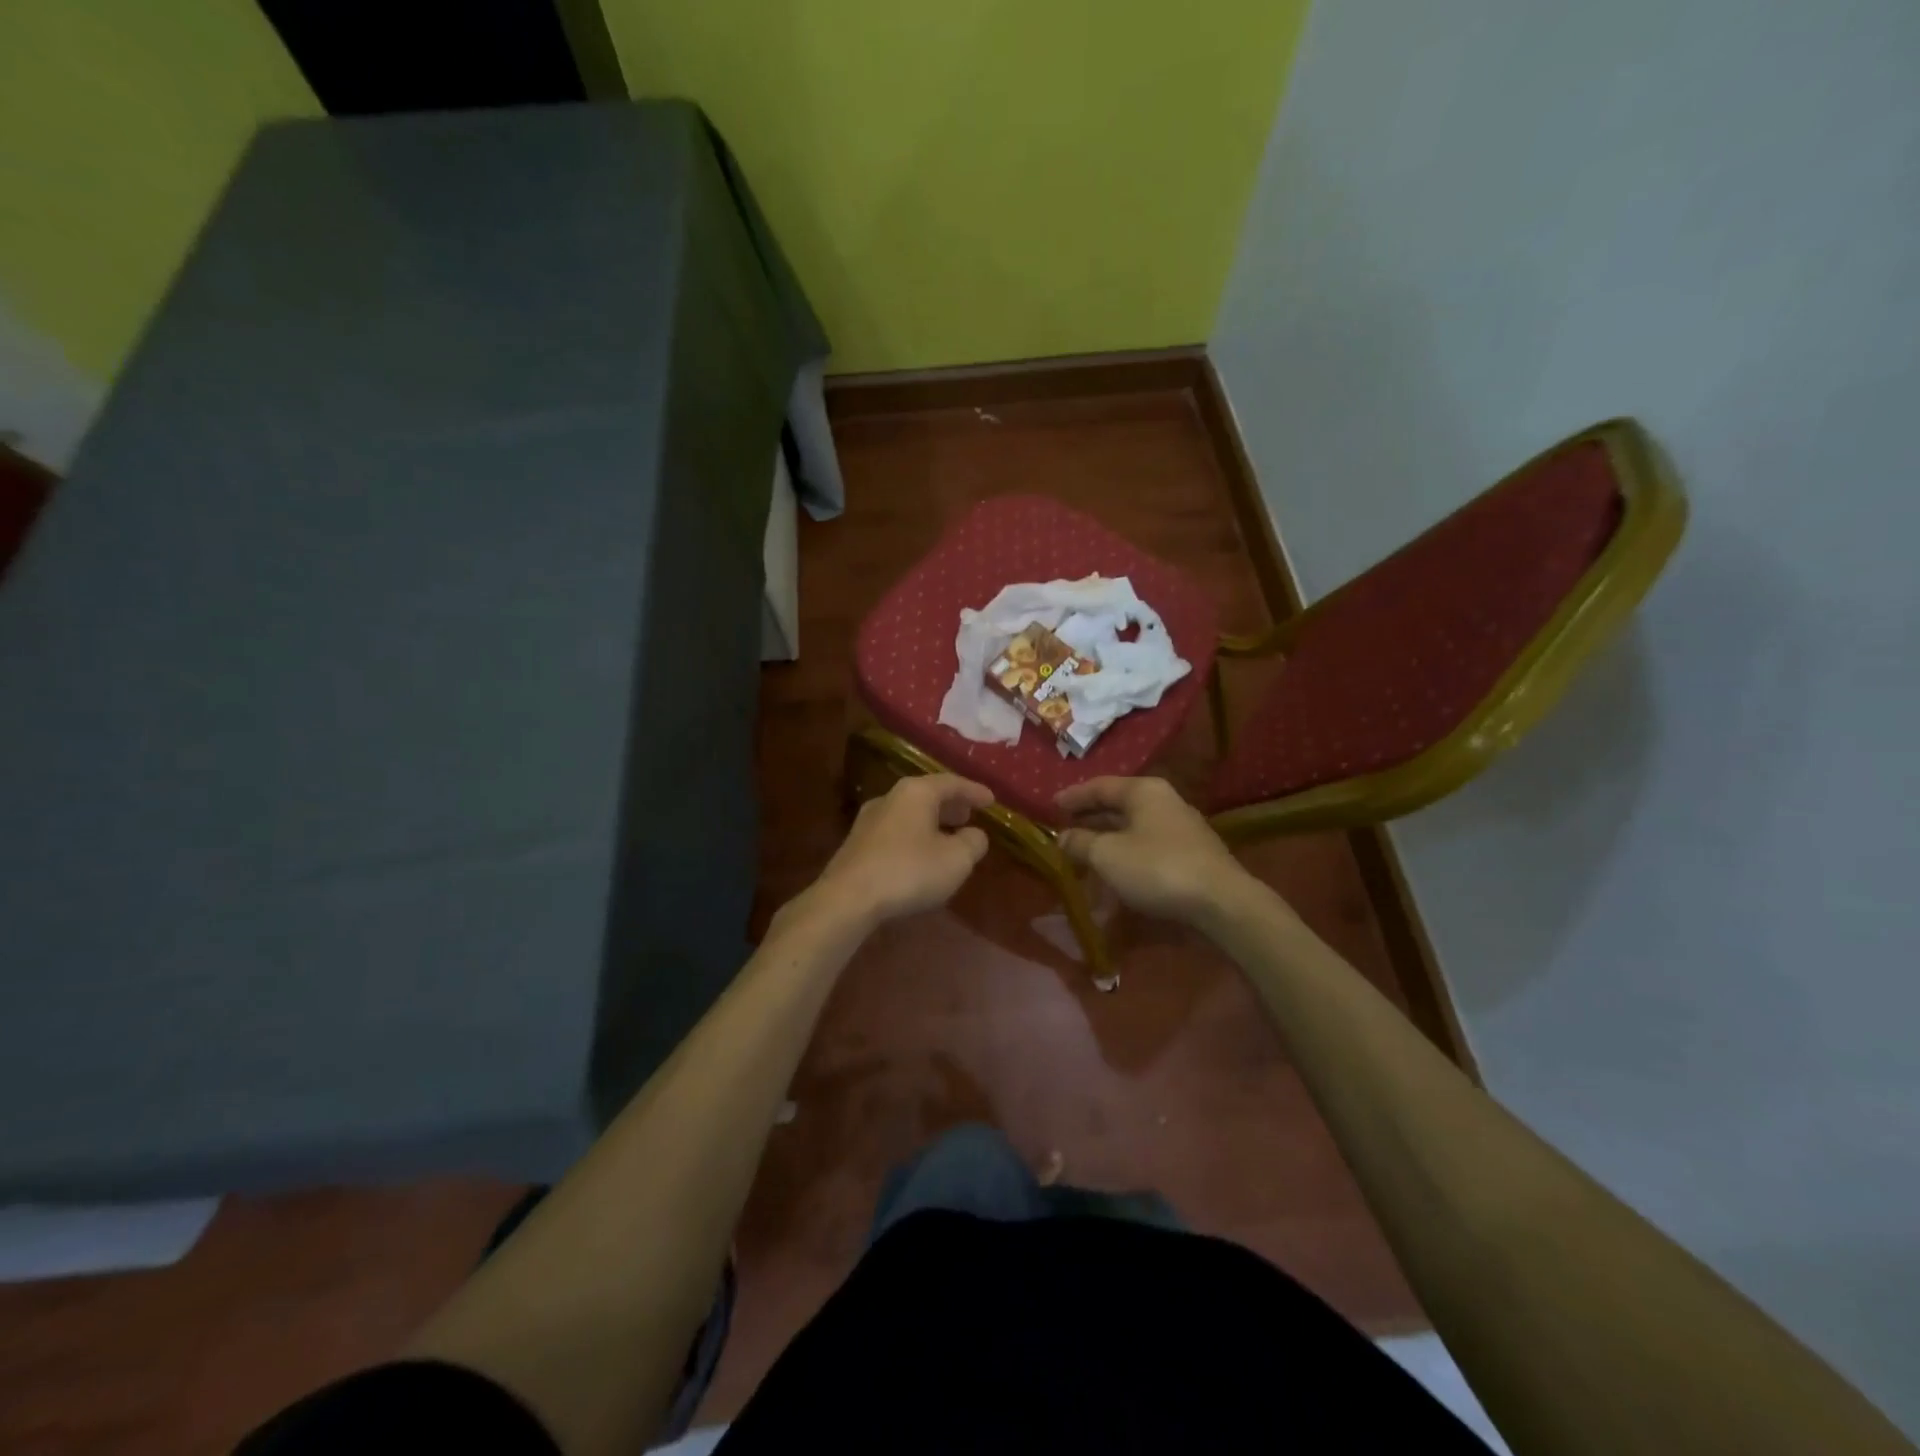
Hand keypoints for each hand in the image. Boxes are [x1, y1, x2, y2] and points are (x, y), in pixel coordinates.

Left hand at [811, 775, 992, 926]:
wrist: (848, 898)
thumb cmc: (909, 871)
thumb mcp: (956, 860)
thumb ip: (973, 843)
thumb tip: (975, 834)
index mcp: (916, 792)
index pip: (952, 783)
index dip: (974, 791)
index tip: (991, 800)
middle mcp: (890, 798)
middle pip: (927, 795)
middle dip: (951, 805)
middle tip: (970, 815)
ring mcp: (869, 820)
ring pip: (910, 813)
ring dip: (932, 822)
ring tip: (949, 836)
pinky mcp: (857, 844)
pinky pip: (896, 831)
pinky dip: (915, 835)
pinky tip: (921, 854)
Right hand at [1056, 777, 1247, 924]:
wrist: (1221, 903)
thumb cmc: (1157, 868)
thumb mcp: (1107, 855)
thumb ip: (1080, 843)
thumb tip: (1062, 837)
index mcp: (1144, 791)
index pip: (1100, 786)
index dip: (1073, 796)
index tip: (1050, 806)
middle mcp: (1164, 803)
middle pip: (1118, 807)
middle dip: (1090, 820)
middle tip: (1063, 830)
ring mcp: (1181, 830)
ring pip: (1133, 830)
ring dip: (1107, 841)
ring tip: (1084, 855)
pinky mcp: (1191, 857)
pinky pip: (1148, 850)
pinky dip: (1127, 857)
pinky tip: (1115, 874)